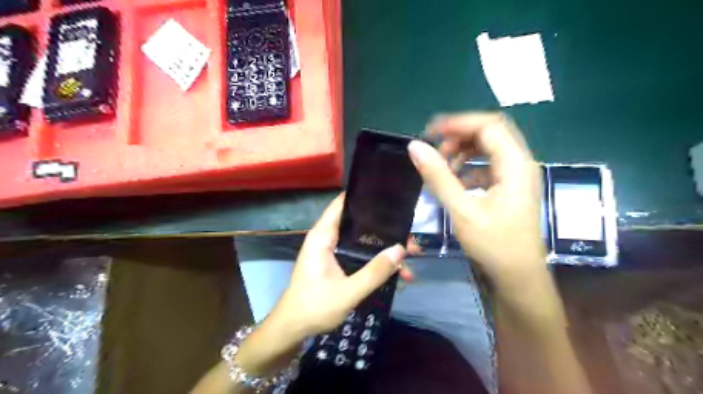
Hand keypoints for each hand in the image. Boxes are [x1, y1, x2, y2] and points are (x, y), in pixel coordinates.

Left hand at [269, 193, 413, 341]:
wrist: (292, 329)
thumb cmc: (314, 307)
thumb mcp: (348, 292)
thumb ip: (374, 272)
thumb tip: (400, 249)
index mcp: (323, 236)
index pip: (342, 204)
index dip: (363, 196)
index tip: (389, 197)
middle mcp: (327, 238)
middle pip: (358, 223)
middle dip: (384, 229)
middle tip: (410, 235)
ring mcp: (332, 251)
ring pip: (362, 241)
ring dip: (383, 248)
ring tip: (410, 256)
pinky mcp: (336, 263)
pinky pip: (359, 254)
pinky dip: (375, 260)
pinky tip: (396, 273)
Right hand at [407, 113, 548, 286]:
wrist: (518, 278)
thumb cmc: (494, 245)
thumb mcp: (462, 211)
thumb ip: (438, 177)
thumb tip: (414, 147)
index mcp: (515, 165)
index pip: (488, 126)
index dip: (457, 124)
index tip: (429, 132)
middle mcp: (521, 163)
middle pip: (491, 133)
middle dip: (460, 135)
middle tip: (435, 148)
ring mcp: (517, 176)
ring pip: (489, 148)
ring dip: (464, 150)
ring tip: (442, 165)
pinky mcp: (510, 187)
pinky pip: (488, 165)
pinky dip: (469, 166)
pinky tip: (455, 180)